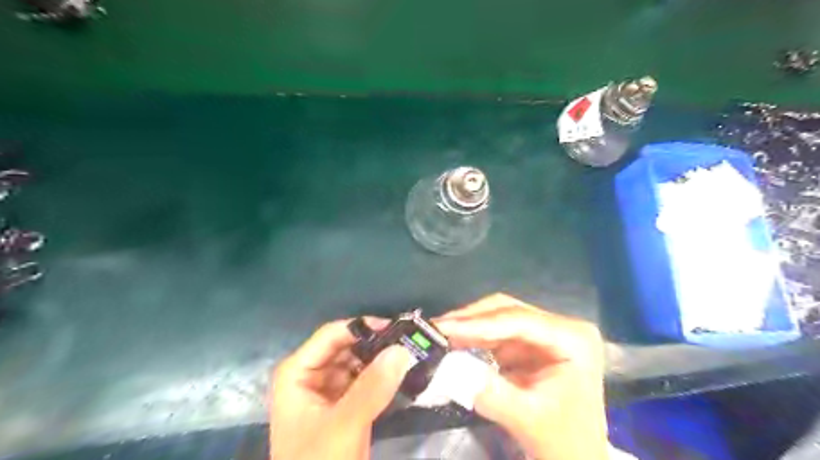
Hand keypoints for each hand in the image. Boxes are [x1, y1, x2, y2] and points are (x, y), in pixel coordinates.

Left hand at [272, 320, 413, 459]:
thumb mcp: (343, 426)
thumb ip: (371, 388)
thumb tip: (401, 349)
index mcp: (297, 371)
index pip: (332, 335)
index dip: (363, 327)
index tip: (396, 328)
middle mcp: (310, 374)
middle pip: (346, 346)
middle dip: (375, 344)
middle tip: (409, 341)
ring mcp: (327, 389)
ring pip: (357, 362)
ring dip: (381, 360)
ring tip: (410, 354)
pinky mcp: (344, 403)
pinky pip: (364, 380)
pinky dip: (381, 377)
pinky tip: (402, 373)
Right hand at [435, 295, 607, 459]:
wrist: (580, 459)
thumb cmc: (564, 441)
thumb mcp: (528, 419)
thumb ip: (491, 393)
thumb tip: (452, 369)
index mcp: (573, 339)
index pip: (519, 321)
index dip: (478, 323)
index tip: (443, 327)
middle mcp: (562, 327)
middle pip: (509, 311)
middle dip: (471, 320)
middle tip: (437, 327)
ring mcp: (547, 334)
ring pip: (500, 319)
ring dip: (470, 327)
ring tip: (440, 334)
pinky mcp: (534, 345)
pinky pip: (499, 334)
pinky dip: (476, 339)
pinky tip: (456, 345)